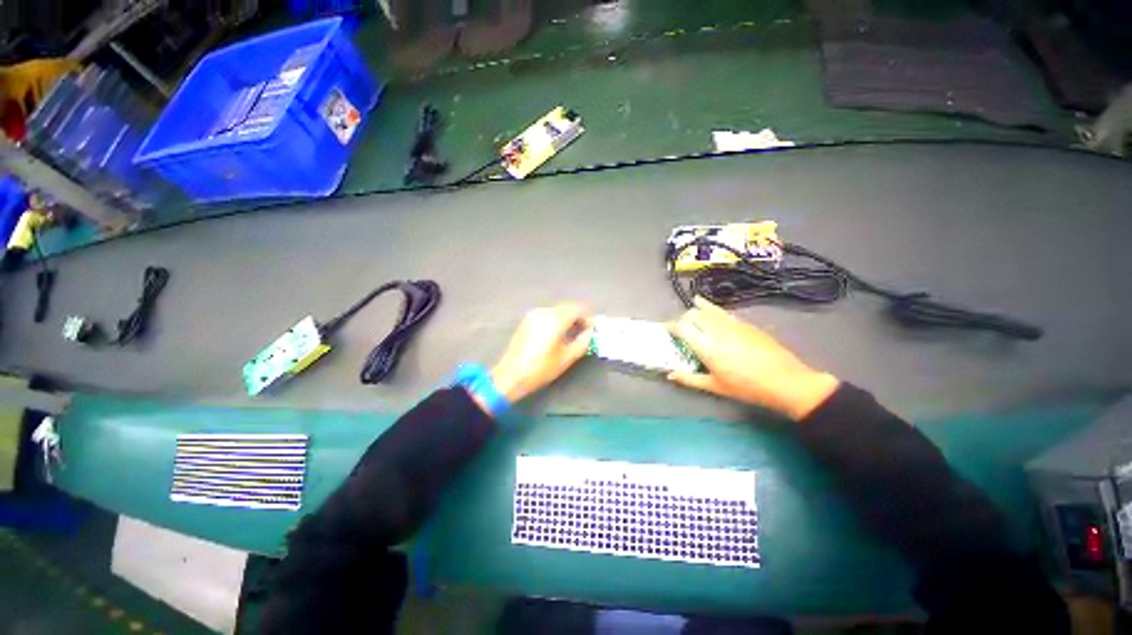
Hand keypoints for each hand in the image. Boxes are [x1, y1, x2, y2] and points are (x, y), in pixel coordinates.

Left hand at [490, 303, 593, 403]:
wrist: (511, 375)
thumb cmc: (541, 368)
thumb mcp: (567, 358)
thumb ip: (583, 341)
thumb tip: (589, 331)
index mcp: (555, 319)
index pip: (577, 309)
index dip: (587, 318)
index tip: (591, 329)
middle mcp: (544, 312)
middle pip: (566, 307)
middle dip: (577, 317)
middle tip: (583, 332)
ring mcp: (533, 315)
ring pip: (556, 310)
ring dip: (566, 318)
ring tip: (570, 334)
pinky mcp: (526, 321)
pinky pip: (546, 315)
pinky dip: (555, 320)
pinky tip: (555, 335)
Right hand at [667, 297, 839, 420]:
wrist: (786, 381)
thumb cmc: (747, 388)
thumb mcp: (715, 387)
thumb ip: (689, 379)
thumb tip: (670, 375)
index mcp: (707, 348)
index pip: (682, 327)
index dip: (671, 326)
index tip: (666, 330)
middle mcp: (717, 331)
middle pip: (693, 315)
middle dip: (683, 319)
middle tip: (680, 329)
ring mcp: (733, 325)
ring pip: (708, 310)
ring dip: (696, 311)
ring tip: (690, 313)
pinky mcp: (745, 323)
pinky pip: (722, 312)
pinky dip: (711, 308)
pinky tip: (707, 307)